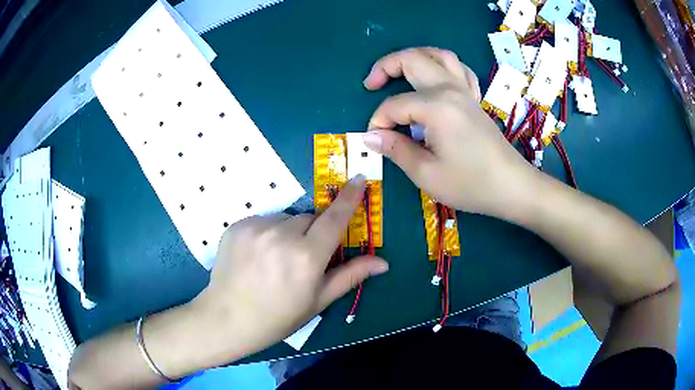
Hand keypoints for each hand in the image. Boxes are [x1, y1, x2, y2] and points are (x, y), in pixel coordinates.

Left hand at [193, 175, 388, 356]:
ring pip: (286, 219)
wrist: (228, 318)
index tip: (358, 178)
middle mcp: (282, 235)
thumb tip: (383, 262)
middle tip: (302, 257)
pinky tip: (257, 255)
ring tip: (275, 259)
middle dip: (313, 232)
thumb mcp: (318, 301)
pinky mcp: (238, 225)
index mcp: (307, 257)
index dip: (349, 197)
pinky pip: (263, 220)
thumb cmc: (278, 316)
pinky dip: (267, 233)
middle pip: (310, 218)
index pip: (335, 218)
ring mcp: (257, 227)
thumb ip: (350, 275)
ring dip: (288, 232)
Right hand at [361, 47, 539, 216]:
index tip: (376, 142)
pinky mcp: (474, 98)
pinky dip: (441, 65)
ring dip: (413, 57)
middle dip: (384, 67)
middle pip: (412, 59)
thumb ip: (396, 149)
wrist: (511, 186)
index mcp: (436, 107)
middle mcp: (450, 89)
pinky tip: (434, 77)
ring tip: (398, 71)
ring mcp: (465, 90)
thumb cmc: (470, 184)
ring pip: (437, 54)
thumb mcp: (426, 173)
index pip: (394, 105)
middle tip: (370, 85)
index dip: (378, 122)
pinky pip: (458, 68)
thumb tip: (370, 136)